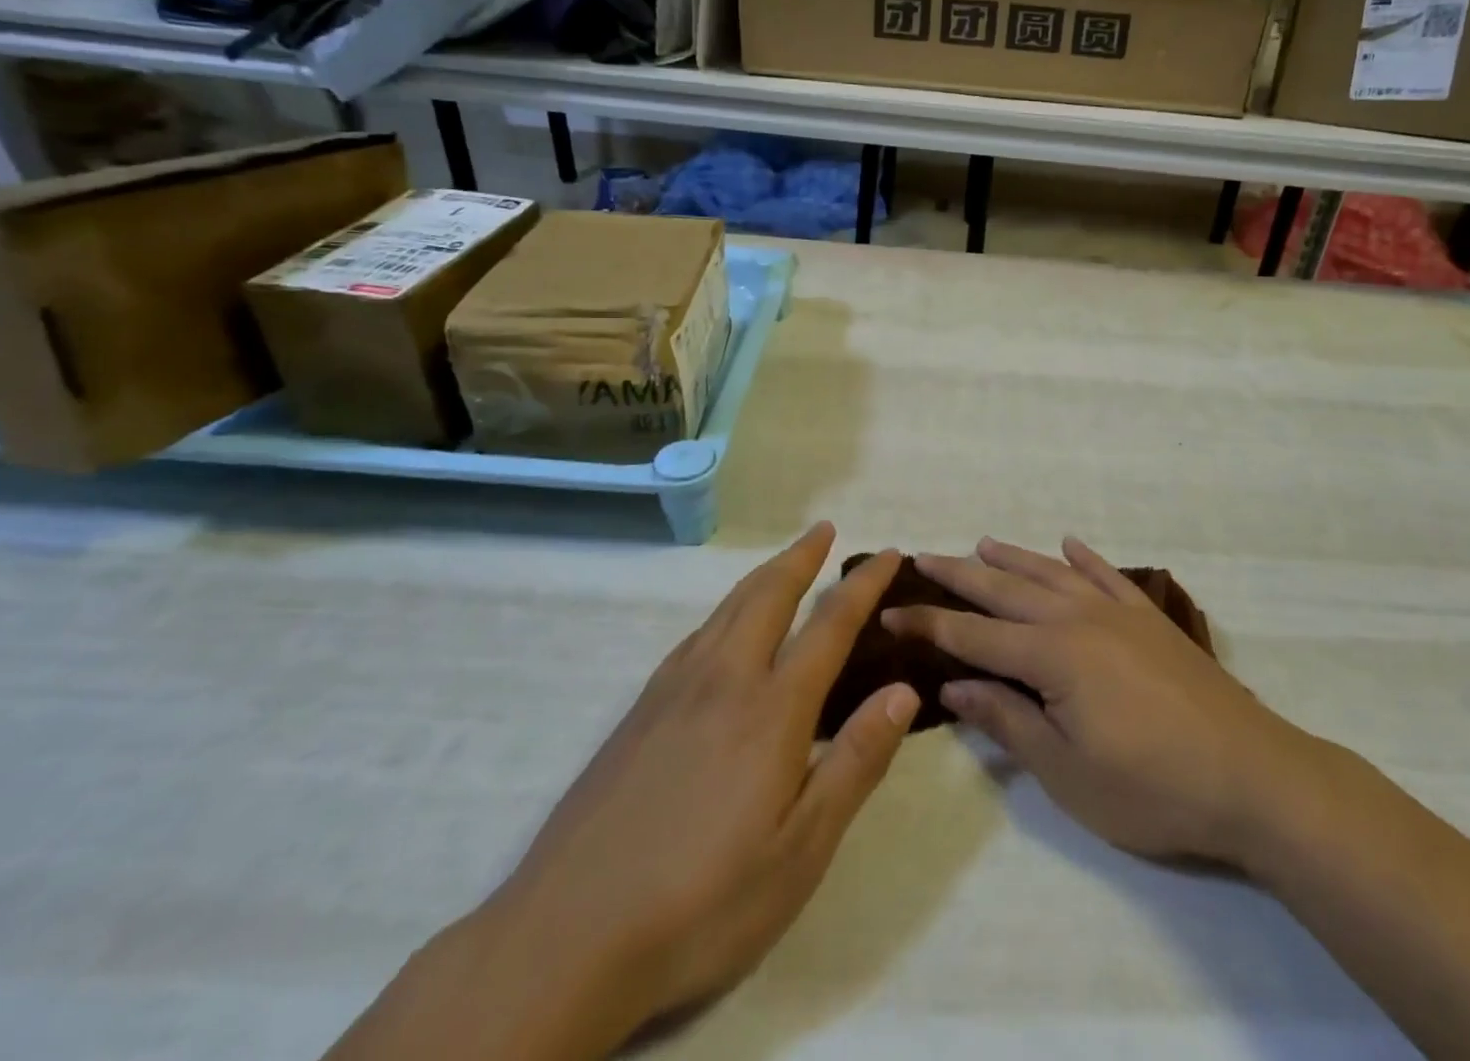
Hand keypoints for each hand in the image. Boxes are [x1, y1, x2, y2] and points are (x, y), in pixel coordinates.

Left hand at [478, 526, 918, 1052]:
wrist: (566, 938)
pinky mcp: (639, 711)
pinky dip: (725, 609)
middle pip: (769, 595)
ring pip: (727, 608)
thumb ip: (855, 761)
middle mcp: (724, 680)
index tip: (888, 555)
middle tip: (825, 529)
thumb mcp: (801, 849)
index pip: (830, 625)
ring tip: (785, 562)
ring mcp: (674, 691)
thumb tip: (903, 691)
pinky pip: (696, 635)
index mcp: (772, 709)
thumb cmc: (703, 901)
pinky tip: (723, 627)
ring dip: (763, 575)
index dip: (863, 585)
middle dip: (801, 556)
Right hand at [884, 538, 1321, 868]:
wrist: (1250, 776)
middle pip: (1006, 589)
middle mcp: (1078, 618)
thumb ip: (1007, 721)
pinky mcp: (1151, 618)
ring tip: (982, 543)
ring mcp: (1118, 612)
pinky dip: (1084, 557)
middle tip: (924, 557)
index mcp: (1051, 654)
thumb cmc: (1150, 787)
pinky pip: (1108, 575)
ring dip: (1014, 558)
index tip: (890, 611)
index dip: (929, 623)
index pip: (973, 634)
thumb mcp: (1066, 772)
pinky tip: (1070, 544)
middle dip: (960, 574)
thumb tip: (952, 687)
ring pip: (1053, 573)